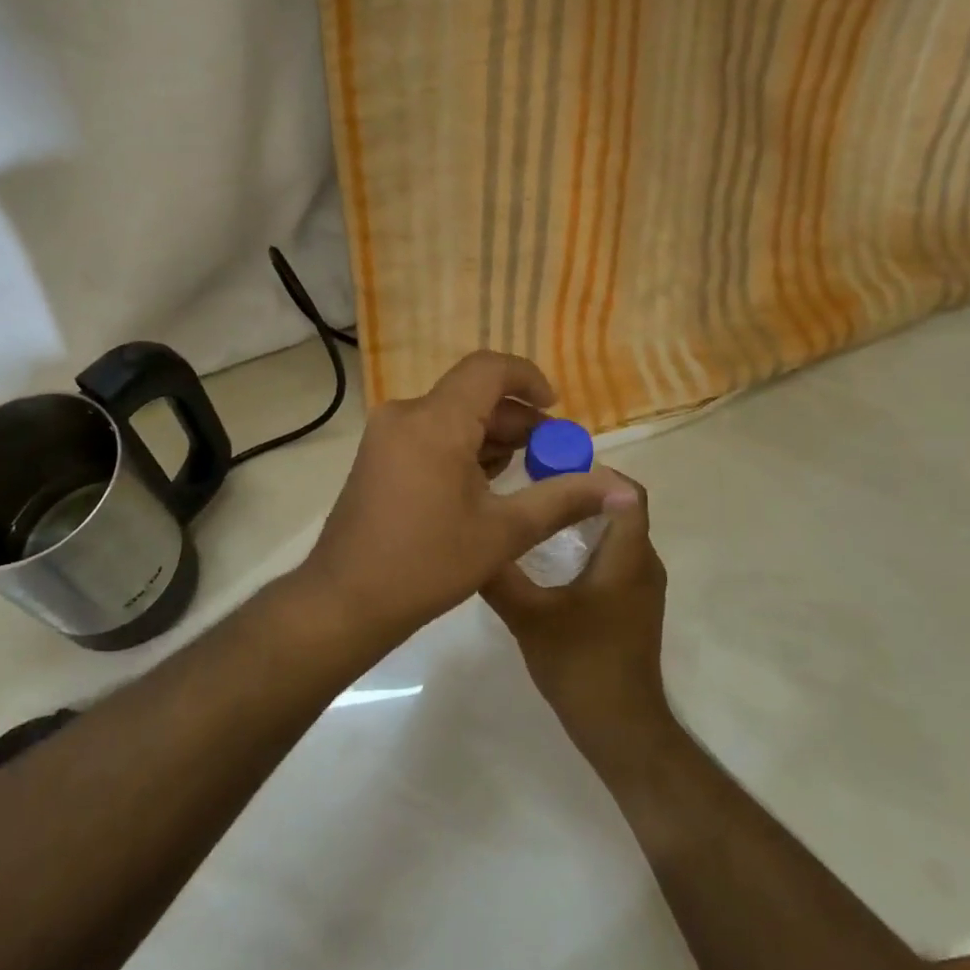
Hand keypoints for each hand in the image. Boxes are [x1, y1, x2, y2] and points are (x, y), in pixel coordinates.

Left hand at [300, 351, 627, 633]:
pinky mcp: (378, 454)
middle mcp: (406, 414)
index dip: (529, 380)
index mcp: (435, 421)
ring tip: (524, 475)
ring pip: (451, 415)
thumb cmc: (427, 564)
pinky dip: (462, 447)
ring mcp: (386, 434)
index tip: (556, 411)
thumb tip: (623, 488)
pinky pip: (430, 433)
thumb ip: (564, 499)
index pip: (489, 370)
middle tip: (552, 457)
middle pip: (472, 395)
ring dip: (490, 436)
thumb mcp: (504, 532)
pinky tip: (484, 485)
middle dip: (517, 420)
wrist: (346, 600)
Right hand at [482, 472, 670, 748]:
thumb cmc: (580, 664)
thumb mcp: (528, 616)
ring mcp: (642, 585)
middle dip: (581, 489)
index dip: (593, 471)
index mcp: (628, 557)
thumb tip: (470, 537)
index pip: (627, 492)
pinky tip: (549, 553)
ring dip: (583, 516)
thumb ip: (499, 575)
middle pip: (621, 506)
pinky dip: (588, 541)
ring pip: (617, 531)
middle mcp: (643, 562)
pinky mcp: (633, 602)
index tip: (549, 466)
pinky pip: (615, 554)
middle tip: (533, 484)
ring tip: (536, 511)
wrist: (619, 726)